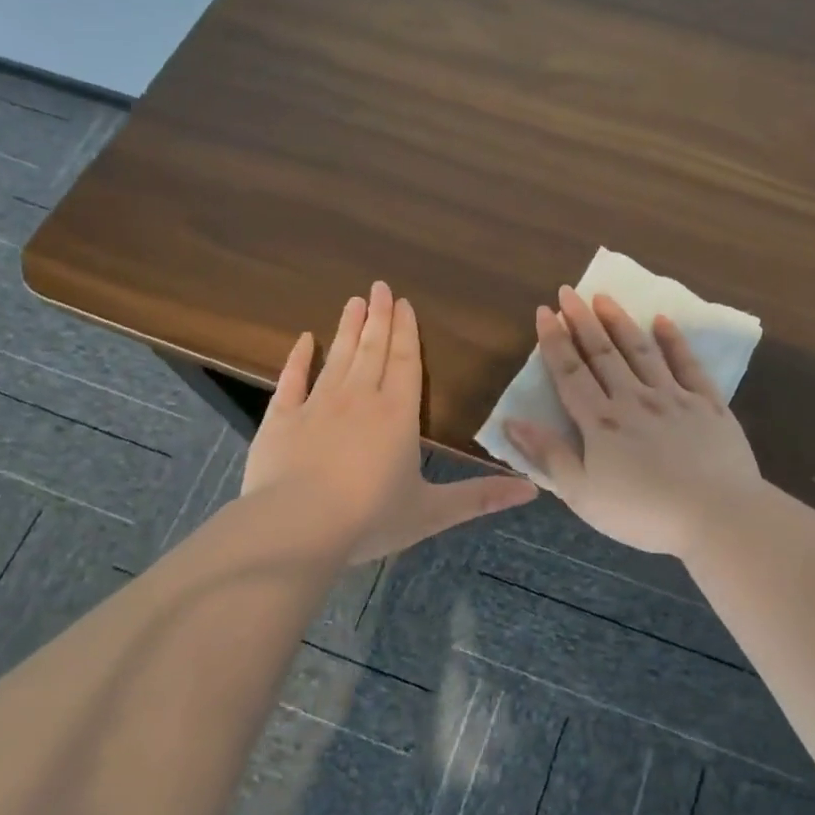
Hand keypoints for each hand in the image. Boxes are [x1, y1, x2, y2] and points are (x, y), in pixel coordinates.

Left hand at [242, 282, 535, 562]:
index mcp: (398, 415)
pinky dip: (298, 358)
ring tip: (354, 302)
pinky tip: (303, 339)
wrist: (297, 526)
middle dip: (378, 318)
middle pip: (372, 350)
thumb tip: (533, 490)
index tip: (403, 303)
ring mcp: (317, 405)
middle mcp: (359, 399)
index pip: (405, 363)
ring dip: (347, 328)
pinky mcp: (282, 419)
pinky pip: (292, 379)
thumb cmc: (370, 518)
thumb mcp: (432, 512)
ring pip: (337, 357)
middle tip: (379, 287)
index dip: (406, 332)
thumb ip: (480, 497)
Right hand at [504, 286, 762, 556]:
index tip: (545, 312)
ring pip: (641, 351)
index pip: (571, 373)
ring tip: (605, 297)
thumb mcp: (583, 494)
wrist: (716, 515)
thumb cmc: (643, 513)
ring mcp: (673, 398)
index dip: (555, 341)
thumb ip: (548, 455)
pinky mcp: (708, 404)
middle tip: (569, 291)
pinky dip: (674, 341)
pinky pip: (688, 364)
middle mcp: (633, 399)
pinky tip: (663, 321)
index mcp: (600, 423)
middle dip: (583, 321)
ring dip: (620, 322)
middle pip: (603, 354)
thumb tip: (511, 421)